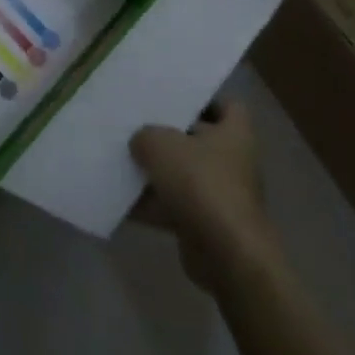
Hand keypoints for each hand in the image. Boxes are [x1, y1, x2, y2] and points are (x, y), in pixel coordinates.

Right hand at [131, 100, 277, 294]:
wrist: (227, 256)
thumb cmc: (201, 184)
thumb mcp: (161, 145)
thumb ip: (146, 135)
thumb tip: (141, 141)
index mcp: (235, 133)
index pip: (228, 106)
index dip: (204, 100)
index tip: (173, 98)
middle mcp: (232, 162)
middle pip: (198, 140)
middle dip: (168, 135)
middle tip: (136, 123)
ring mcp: (219, 196)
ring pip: (182, 175)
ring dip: (155, 172)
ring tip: (120, 158)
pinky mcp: (205, 225)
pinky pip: (173, 207)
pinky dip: (151, 205)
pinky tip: (120, 200)